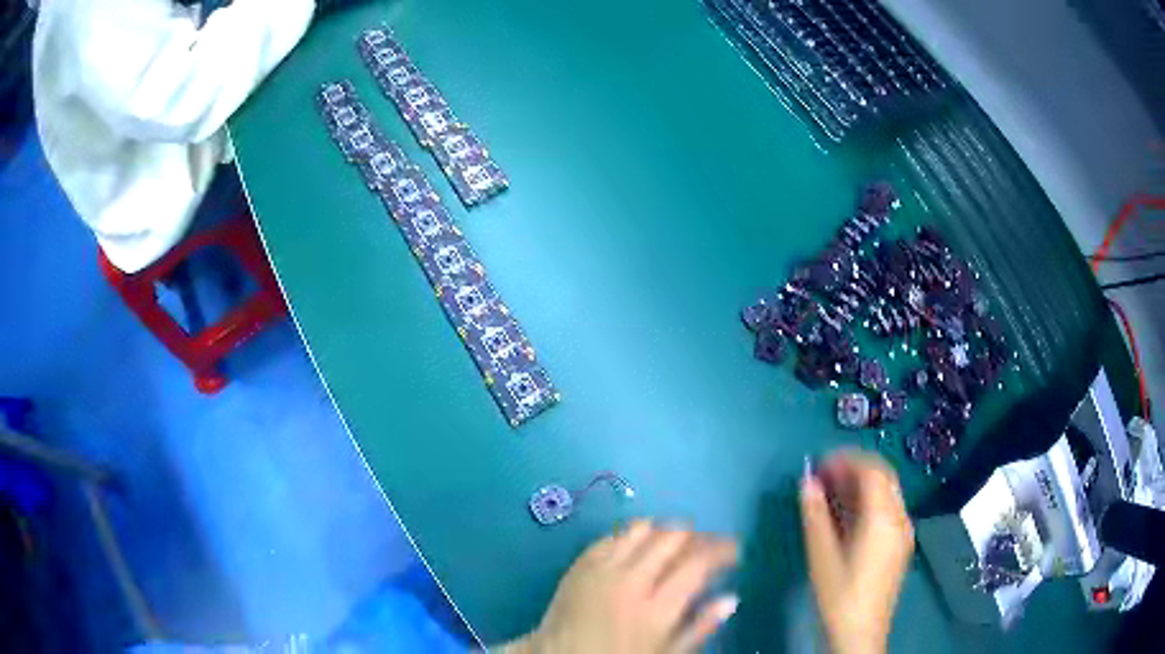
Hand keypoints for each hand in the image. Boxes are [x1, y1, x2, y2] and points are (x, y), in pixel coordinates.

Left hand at [512, 520, 738, 653]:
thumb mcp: (666, 653)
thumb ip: (700, 627)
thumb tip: (731, 599)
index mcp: (656, 608)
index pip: (698, 563)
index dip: (722, 550)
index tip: (734, 552)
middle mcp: (630, 580)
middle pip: (673, 538)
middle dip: (698, 537)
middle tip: (707, 547)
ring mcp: (602, 568)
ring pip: (643, 529)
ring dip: (666, 532)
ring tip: (676, 545)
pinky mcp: (580, 563)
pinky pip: (613, 535)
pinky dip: (633, 535)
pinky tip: (640, 547)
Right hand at [800, 450, 913, 653]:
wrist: (860, 633)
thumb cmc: (839, 596)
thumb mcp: (821, 557)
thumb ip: (815, 516)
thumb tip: (807, 481)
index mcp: (883, 518)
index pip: (872, 470)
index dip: (846, 460)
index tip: (819, 463)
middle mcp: (900, 518)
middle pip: (884, 476)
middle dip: (855, 468)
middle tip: (824, 474)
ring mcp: (904, 531)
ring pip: (887, 491)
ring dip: (862, 484)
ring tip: (831, 491)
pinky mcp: (900, 544)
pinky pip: (888, 509)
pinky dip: (869, 501)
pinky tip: (847, 514)